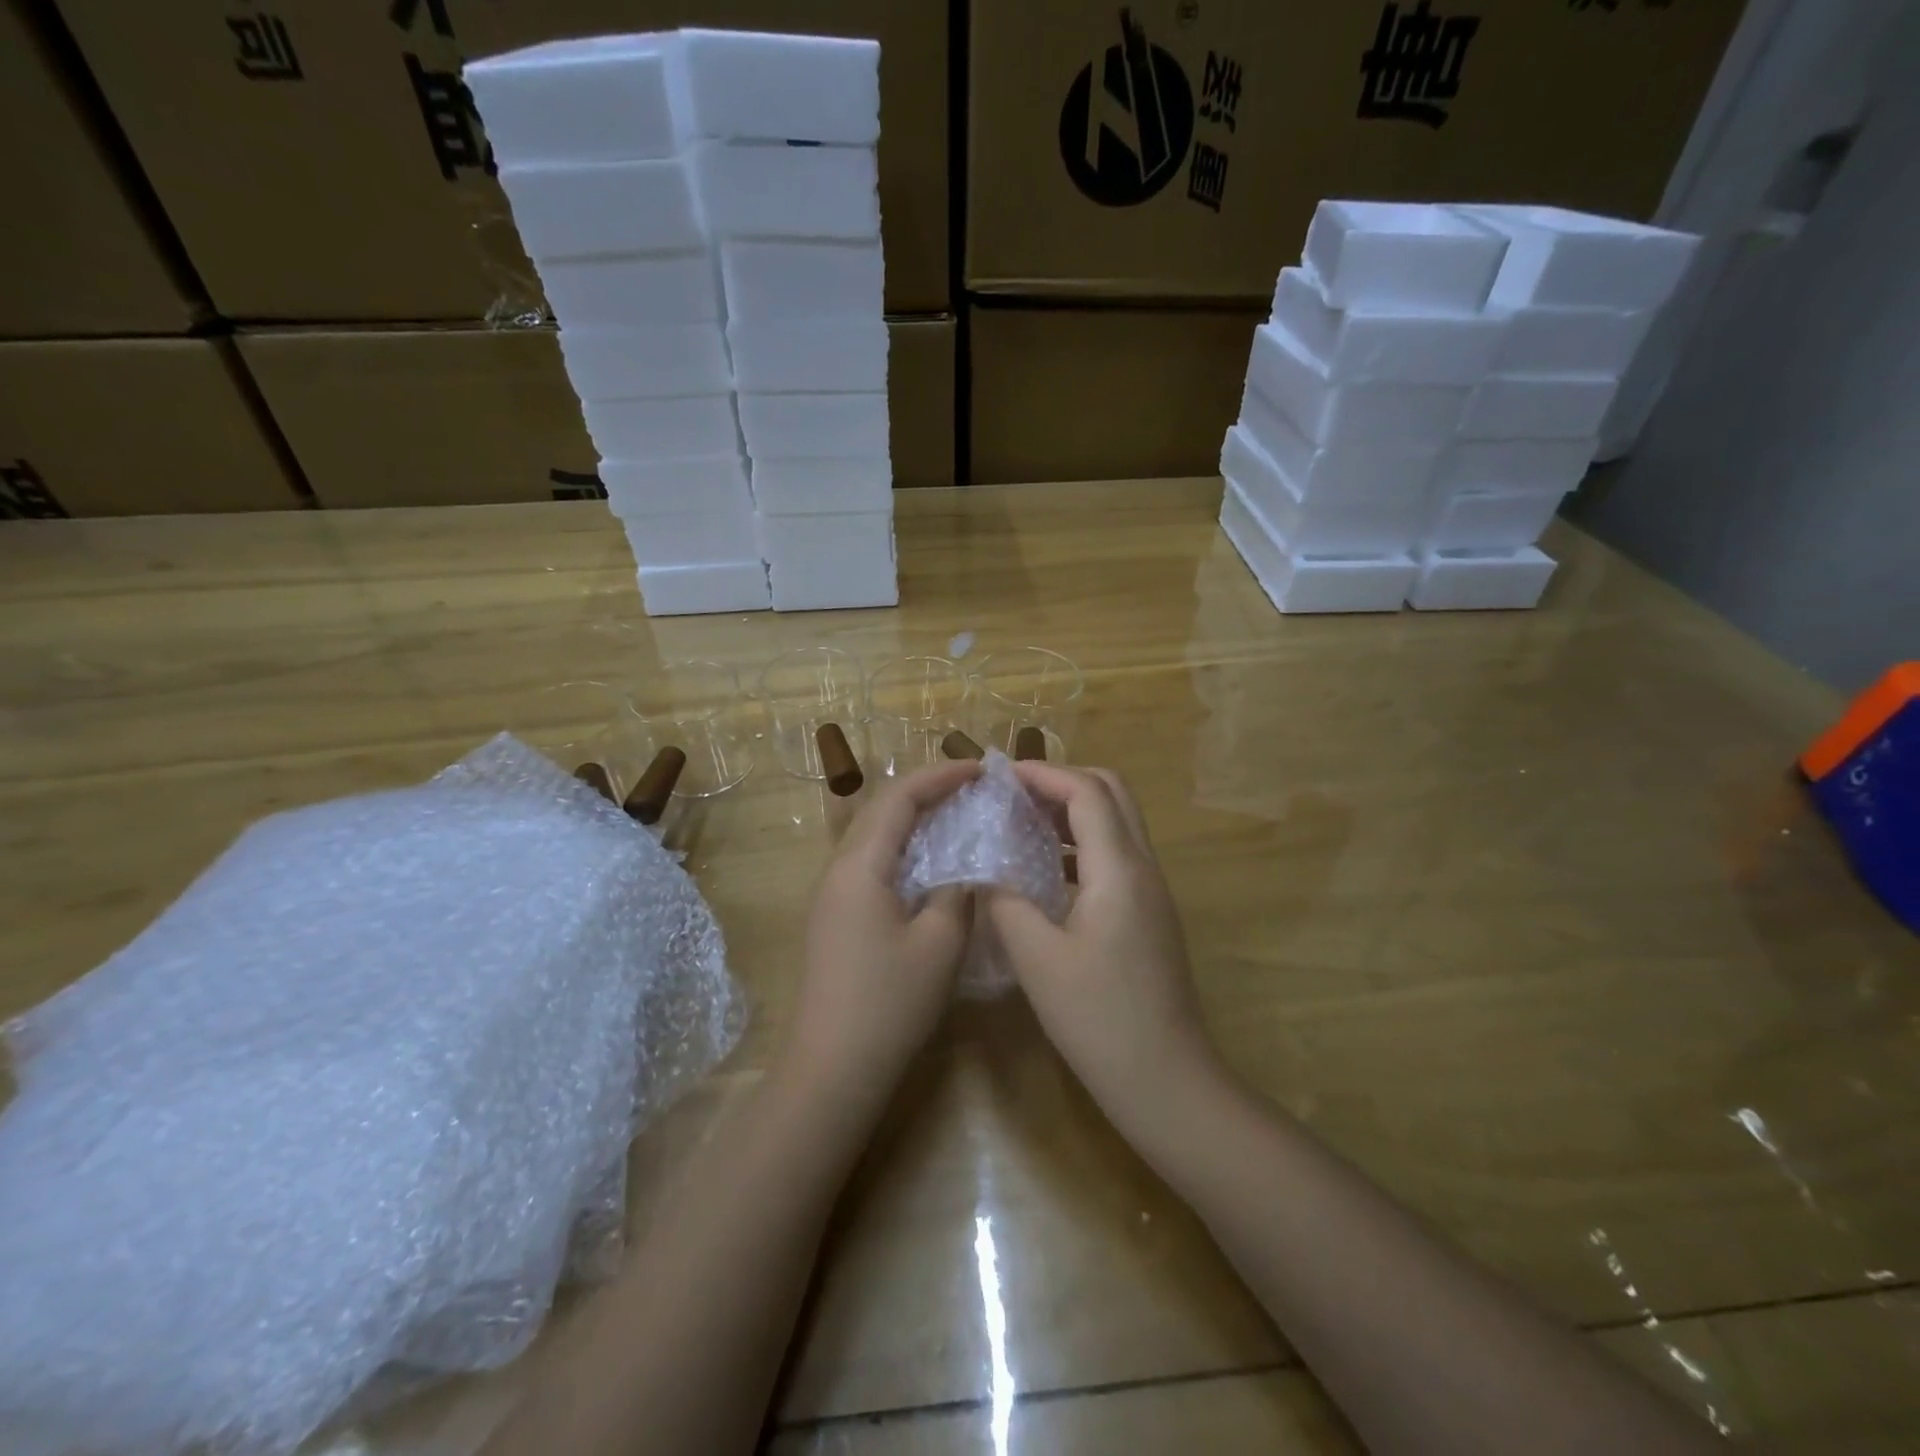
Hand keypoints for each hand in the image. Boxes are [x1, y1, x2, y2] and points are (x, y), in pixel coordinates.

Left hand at [782, 760, 979, 1112]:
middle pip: (881, 808)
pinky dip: (904, 848)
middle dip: (927, 789)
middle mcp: (839, 869)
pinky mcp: (835, 917)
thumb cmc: (888, 1004)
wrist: (831, 1068)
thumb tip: (965, 870)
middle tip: (973, 788)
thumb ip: (957, 894)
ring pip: (874, 835)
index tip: (982, 769)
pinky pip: (872, 862)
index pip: (900, 797)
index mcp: (860, 865)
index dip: (941, 775)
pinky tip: (932, 864)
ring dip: (914, 817)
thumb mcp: (939, 945)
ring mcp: (832, 894)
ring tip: (957, 815)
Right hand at [986, 763, 1228, 1144]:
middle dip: (1062, 781)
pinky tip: (1046, 869)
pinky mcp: (1149, 913)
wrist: (1166, 1079)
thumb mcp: (1037, 958)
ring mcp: (1152, 891)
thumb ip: (1005, 901)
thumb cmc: (1098, 1018)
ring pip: (1117, 823)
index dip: (1043, 774)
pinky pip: (1116, 854)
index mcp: (1118, 869)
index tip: (998, 776)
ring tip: (1022, 822)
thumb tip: (984, 869)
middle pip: (1111, 793)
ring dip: (1073, 811)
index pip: (1086, 791)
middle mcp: (1143, 867)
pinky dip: (1081, 842)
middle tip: (1013, 794)